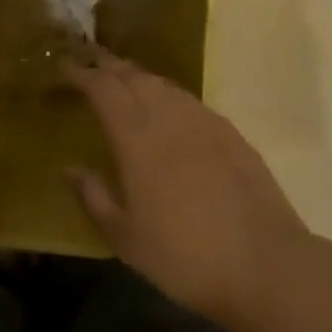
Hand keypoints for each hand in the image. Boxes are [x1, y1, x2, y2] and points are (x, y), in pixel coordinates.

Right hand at [67, 51, 309, 331]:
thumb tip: (69, 169)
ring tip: (124, 82)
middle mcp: (166, 115)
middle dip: (107, 65)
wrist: (267, 266)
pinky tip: (168, 110)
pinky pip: (188, 100)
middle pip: (131, 75)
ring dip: (138, 77)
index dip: (80, 73)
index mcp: (134, 135)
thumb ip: (94, 197)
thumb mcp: (125, 238)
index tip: (64, 67)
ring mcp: (202, 120)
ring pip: (162, 84)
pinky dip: (167, 94)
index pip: (102, 87)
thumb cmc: (185, 256)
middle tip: (90, 64)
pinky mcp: (229, 133)